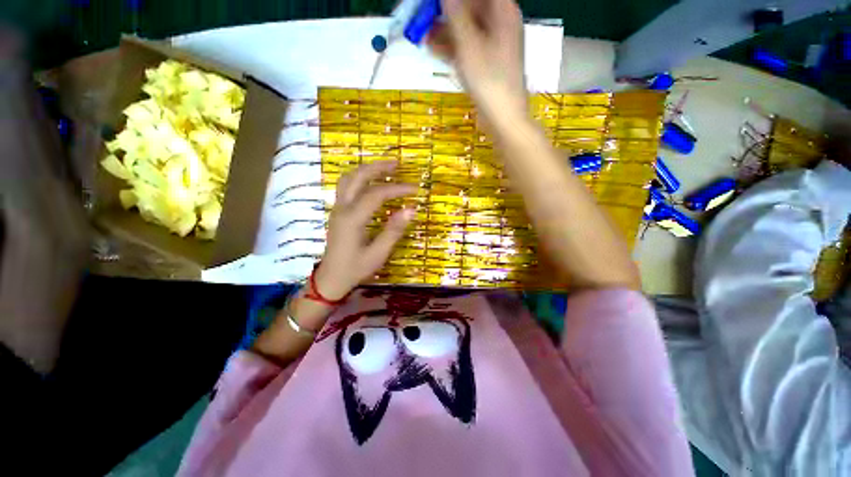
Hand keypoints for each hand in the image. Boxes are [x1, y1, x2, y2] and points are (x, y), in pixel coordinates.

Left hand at [313, 161, 415, 299]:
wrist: (331, 278)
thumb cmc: (356, 268)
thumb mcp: (378, 253)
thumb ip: (394, 230)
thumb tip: (411, 209)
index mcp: (352, 219)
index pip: (376, 194)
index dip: (397, 189)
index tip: (415, 190)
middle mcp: (342, 208)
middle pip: (357, 177)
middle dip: (378, 167)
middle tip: (397, 164)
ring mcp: (337, 208)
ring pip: (348, 178)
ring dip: (367, 169)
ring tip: (385, 168)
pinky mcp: (337, 211)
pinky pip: (346, 186)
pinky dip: (360, 178)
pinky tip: (371, 181)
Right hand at [430, 0, 526, 125]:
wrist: (503, 117)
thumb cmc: (489, 79)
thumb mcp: (469, 44)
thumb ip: (455, 14)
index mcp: (502, 11)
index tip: (433, 4)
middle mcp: (499, 24)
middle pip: (470, 8)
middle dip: (445, 12)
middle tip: (422, 15)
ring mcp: (493, 46)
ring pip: (466, 29)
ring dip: (444, 30)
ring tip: (421, 32)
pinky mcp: (486, 64)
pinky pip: (467, 48)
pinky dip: (451, 47)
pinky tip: (432, 48)